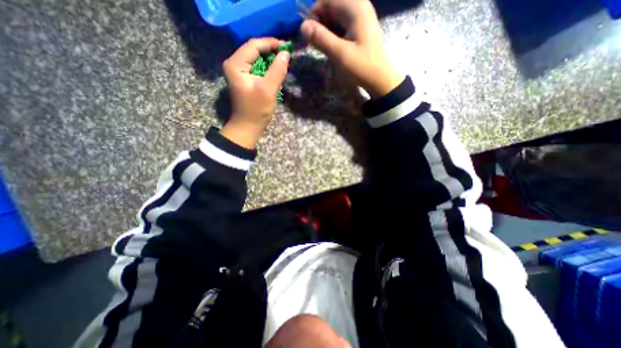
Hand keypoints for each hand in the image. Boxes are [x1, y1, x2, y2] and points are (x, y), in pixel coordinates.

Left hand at [221, 38, 290, 149]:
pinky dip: (268, 68)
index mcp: (236, 64)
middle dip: (271, 51)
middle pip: (254, 50)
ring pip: (257, 59)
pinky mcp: (245, 79)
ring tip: (284, 61)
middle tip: (287, 53)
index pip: (253, 45)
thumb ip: (277, 70)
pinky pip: (257, 68)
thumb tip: (286, 53)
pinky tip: (277, 70)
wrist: (248, 127)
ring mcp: (239, 72)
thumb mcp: (268, 90)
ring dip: (270, 60)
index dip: (270, 43)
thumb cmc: (256, 110)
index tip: (286, 45)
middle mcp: (235, 64)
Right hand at [300, 0, 403, 97]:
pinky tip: (332, 47)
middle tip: (316, 44)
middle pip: (331, 6)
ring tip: (323, 47)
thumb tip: (302, 27)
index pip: (327, 0)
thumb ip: (321, 38)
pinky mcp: (360, 29)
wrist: (380, 79)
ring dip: (326, 30)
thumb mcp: (340, 54)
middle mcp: (359, 6)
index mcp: (355, 7)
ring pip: (336, 17)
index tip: (309, 35)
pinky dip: (334, 34)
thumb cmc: (362, 66)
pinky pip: (342, 25)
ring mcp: (361, 18)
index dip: (314, 14)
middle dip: (320, 23)